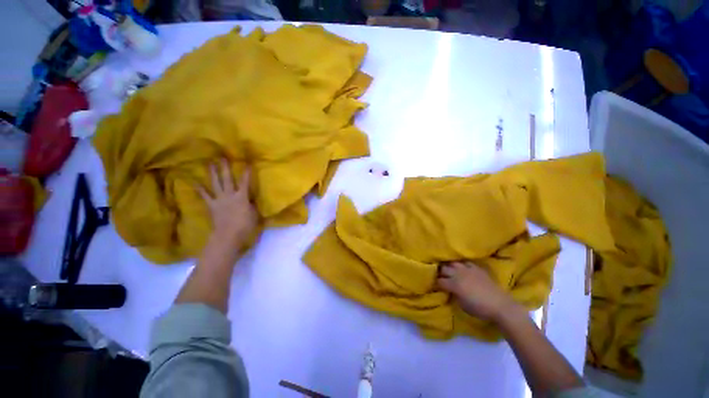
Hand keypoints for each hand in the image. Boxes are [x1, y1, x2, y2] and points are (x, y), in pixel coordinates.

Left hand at [196, 159, 257, 243]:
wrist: (228, 236)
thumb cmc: (245, 226)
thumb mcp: (254, 215)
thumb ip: (253, 205)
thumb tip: (251, 199)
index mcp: (242, 197)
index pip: (245, 182)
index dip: (246, 173)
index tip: (247, 163)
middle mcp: (230, 195)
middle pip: (228, 179)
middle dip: (226, 168)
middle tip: (223, 157)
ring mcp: (219, 200)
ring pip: (216, 184)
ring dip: (213, 173)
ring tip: (210, 163)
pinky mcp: (212, 205)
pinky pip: (204, 195)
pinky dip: (199, 188)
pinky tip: (193, 181)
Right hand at [438, 261, 517, 322]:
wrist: (500, 305)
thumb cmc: (480, 309)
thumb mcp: (462, 305)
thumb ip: (454, 295)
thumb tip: (450, 290)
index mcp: (453, 284)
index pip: (439, 281)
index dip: (436, 283)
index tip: (436, 285)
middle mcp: (458, 274)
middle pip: (443, 269)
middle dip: (440, 272)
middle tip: (440, 276)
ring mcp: (467, 269)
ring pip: (453, 263)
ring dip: (449, 266)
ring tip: (448, 269)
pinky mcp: (476, 268)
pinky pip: (465, 262)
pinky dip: (461, 265)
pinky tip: (461, 268)